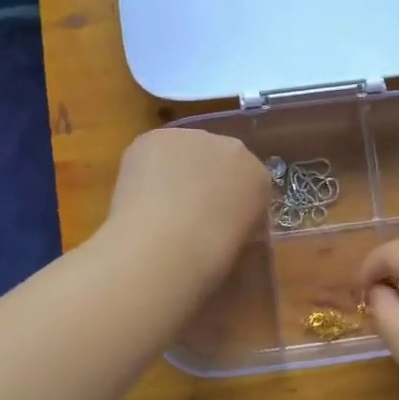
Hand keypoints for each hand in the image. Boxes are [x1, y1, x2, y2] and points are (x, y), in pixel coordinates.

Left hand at [103, 127, 271, 296]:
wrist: (167, 247)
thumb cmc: (210, 262)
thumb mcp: (240, 249)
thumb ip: (237, 224)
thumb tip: (222, 224)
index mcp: (260, 178)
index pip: (247, 180)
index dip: (229, 200)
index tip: (216, 221)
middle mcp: (234, 149)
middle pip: (218, 158)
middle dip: (204, 179)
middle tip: (186, 212)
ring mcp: (194, 138)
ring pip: (185, 151)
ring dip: (176, 170)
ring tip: (157, 206)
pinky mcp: (158, 137)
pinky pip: (154, 151)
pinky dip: (146, 169)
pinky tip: (138, 194)